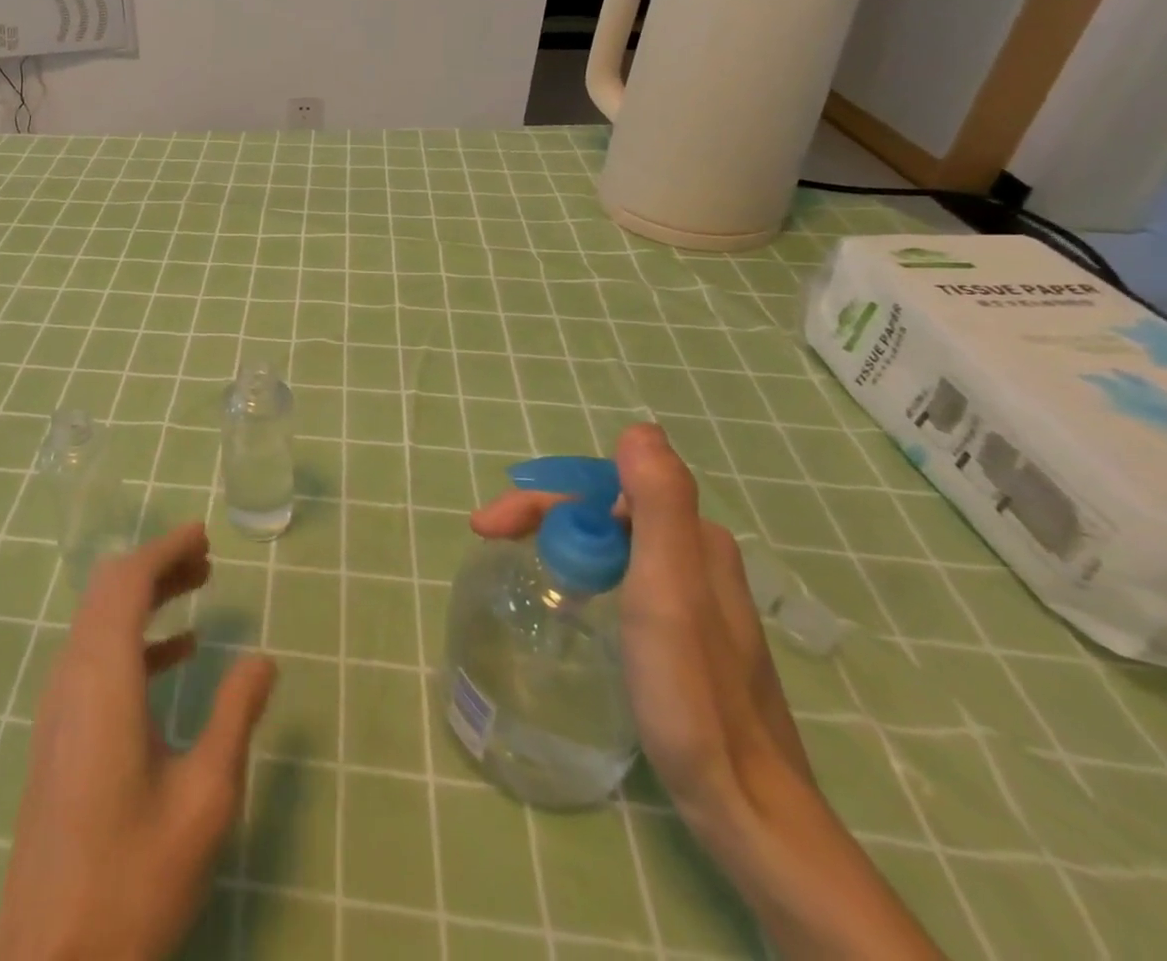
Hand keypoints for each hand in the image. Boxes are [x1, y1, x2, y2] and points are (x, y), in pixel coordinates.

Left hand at [0, 523, 275, 960]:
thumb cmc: (132, 878)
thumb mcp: (204, 798)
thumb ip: (234, 716)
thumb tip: (263, 658)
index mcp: (102, 677)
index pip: (127, 583)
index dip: (164, 549)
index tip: (202, 533)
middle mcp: (72, 677)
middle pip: (108, 592)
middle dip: (157, 565)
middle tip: (206, 558)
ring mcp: (59, 706)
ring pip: (99, 621)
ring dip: (145, 598)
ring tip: (197, 590)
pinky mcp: (59, 733)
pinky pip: (95, 657)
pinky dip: (134, 638)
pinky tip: (177, 655)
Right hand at [472, 424, 940, 959]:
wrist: (749, 810)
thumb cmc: (692, 695)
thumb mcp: (668, 591)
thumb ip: (660, 504)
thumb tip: (640, 428)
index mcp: (693, 538)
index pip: (600, 490)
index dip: (541, 499)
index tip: (488, 529)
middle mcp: (698, 555)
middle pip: (605, 512)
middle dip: (543, 517)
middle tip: (489, 541)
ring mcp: (697, 596)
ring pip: (614, 543)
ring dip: (561, 541)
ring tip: (523, 566)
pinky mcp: (689, 633)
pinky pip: (624, 574)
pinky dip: (585, 570)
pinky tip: (573, 600)